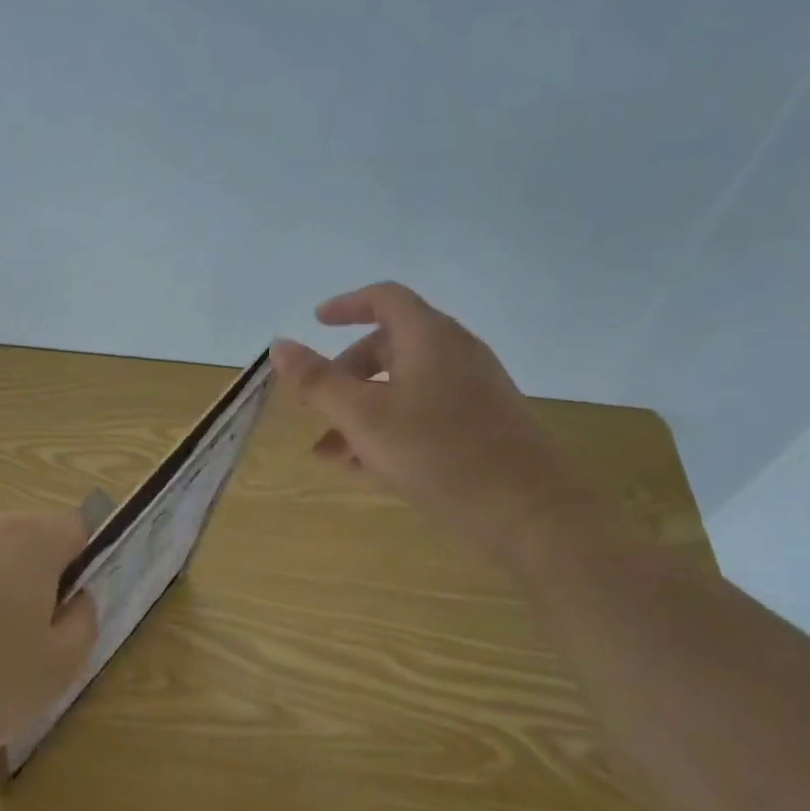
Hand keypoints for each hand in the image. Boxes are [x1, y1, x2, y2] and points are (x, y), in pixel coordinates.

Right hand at [271, 282, 611, 559]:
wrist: (530, 511)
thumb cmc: (437, 452)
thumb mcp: (362, 417)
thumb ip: (316, 380)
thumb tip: (279, 345)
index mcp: (428, 337)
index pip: (384, 298)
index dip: (346, 305)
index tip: (316, 322)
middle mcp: (455, 353)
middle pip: (389, 345)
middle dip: (344, 374)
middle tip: (315, 405)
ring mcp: (474, 389)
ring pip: (403, 386)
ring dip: (362, 410)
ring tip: (330, 454)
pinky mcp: (484, 423)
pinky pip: (424, 411)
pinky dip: (390, 426)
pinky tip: (367, 468)